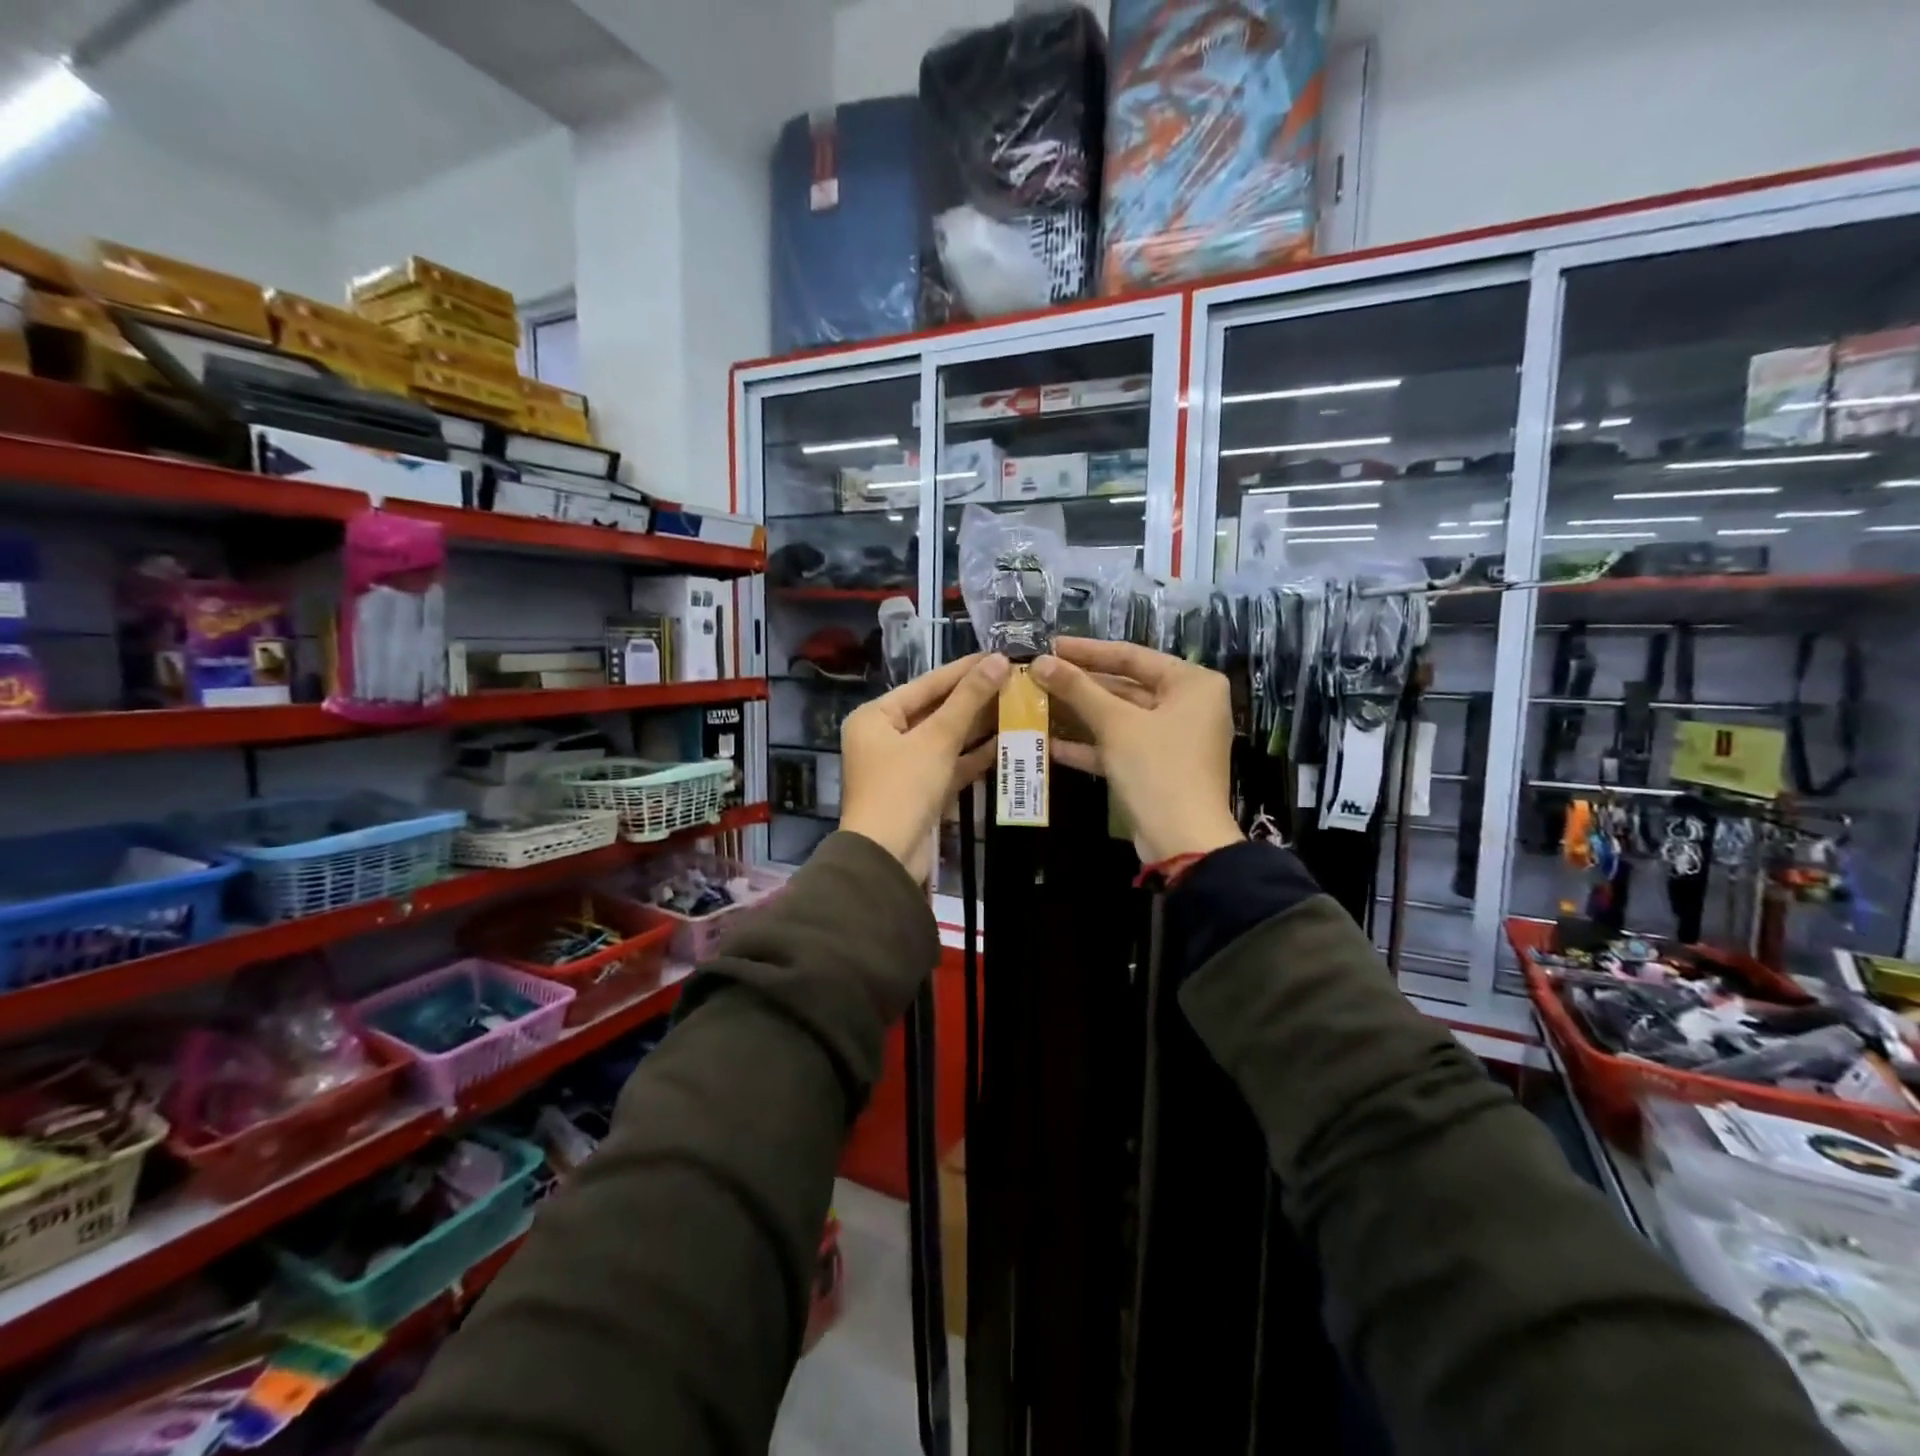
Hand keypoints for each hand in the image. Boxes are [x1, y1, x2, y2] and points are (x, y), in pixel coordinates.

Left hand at [840, 653, 1008, 880]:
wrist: (887, 858)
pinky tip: (1007, 742)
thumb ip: (968, 700)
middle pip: (936, 711)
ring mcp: (903, 766)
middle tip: (1016, 681)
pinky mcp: (921, 791)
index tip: (999, 655)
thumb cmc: (903, 788)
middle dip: (975, 699)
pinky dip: (974, 756)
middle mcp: (885, 737)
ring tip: (1018, 706)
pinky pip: (950, 765)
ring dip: (979, 727)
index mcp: (875, 717)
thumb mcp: (936, 739)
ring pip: (946, 739)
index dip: (964, 670)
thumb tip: (998, 660)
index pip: (926, 685)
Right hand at [1032, 639, 1241, 864]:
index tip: (1050, 645)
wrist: (1183, 841)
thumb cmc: (1157, 768)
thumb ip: (1078, 689)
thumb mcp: (1115, 724)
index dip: (1087, 651)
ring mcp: (1172, 738)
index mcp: (1192, 683)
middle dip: (1079, 685)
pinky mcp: (1156, 767)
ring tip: (1036, 703)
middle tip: (1038, 675)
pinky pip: (1120, 745)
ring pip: (1119, 717)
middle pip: (1125, 686)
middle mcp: (1187, 705)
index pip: (1132, 656)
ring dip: (1079, 714)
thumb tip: (1040, 662)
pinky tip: (1049, 743)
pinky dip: (1089, 744)